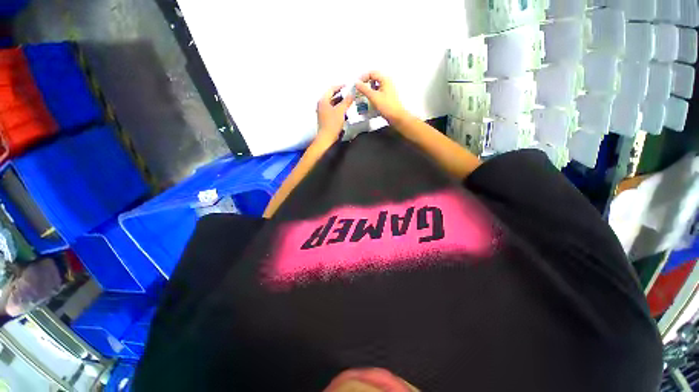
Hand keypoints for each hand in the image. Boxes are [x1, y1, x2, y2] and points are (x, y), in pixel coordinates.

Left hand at [316, 85, 353, 142]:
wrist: (327, 138)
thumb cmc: (332, 123)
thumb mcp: (341, 111)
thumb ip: (347, 101)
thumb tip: (352, 93)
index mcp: (323, 100)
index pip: (331, 89)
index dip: (340, 86)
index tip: (348, 86)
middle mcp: (321, 104)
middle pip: (331, 96)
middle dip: (341, 94)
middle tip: (349, 93)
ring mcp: (322, 112)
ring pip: (332, 103)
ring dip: (340, 102)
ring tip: (349, 101)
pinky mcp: (325, 118)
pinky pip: (332, 110)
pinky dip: (338, 108)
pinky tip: (345, 111)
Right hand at [355, 71, 407, 124]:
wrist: (397, 118)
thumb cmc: (387, 106)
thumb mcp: (374, 97)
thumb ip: (364, 89)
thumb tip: (356, 83)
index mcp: (385, 79)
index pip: (372, 73)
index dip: (363, 78)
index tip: (357, 85)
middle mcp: (387, 83)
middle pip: (373, 80)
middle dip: (365, 85)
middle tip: (358, 92)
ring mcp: (388, 91)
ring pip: (375, 88)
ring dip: (368, 92)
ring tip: (362, 98)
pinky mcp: (387, 98)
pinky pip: (377, 94)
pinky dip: (372, 97)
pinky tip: (368, 103)